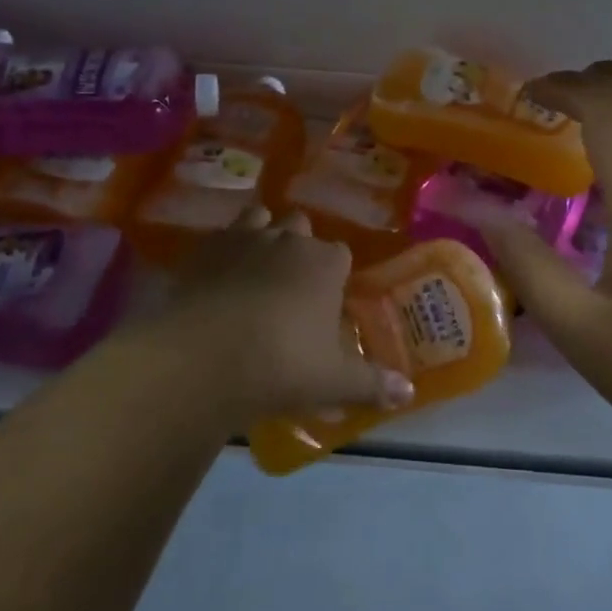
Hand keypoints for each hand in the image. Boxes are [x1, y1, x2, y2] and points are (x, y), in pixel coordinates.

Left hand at [152, 208, 414, 426]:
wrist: (203, 358)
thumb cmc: (282, 365)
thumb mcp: (334, 382)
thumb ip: (372, 384)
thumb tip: (408, 393)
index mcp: (325, 264)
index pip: (340, 254)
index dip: (336, 274)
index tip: (329, 300)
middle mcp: (288, 240)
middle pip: (301, 226)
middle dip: (300, 246)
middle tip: (293, 285)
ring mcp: (243, 238)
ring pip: (260, 218)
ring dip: (262, 235)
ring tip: (256, 269)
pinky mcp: (204, 249)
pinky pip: (220, 236)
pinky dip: (224, 250)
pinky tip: (218, 277)